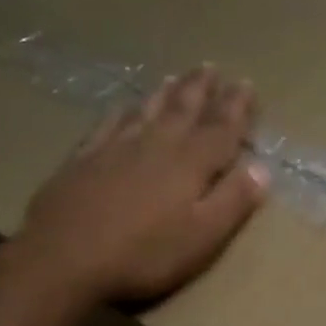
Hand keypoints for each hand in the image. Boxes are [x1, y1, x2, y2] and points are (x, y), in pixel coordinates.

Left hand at [19, 66, 268, 303]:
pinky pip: (108, 123)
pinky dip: (122, 111)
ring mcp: (115, 148)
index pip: (221, 128)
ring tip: (175, 77)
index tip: (246, 84)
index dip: (237, 107)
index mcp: (190, 163)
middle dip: (201, 89)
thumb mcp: (203, 236)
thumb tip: (262, 168)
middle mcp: (156, 145)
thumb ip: (234, 200)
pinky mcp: (83, 159)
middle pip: (183, 109)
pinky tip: (124, 106)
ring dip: (165, 93)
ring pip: (147, 110)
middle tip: (211, 67)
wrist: (63, 258)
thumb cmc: (143, 254)